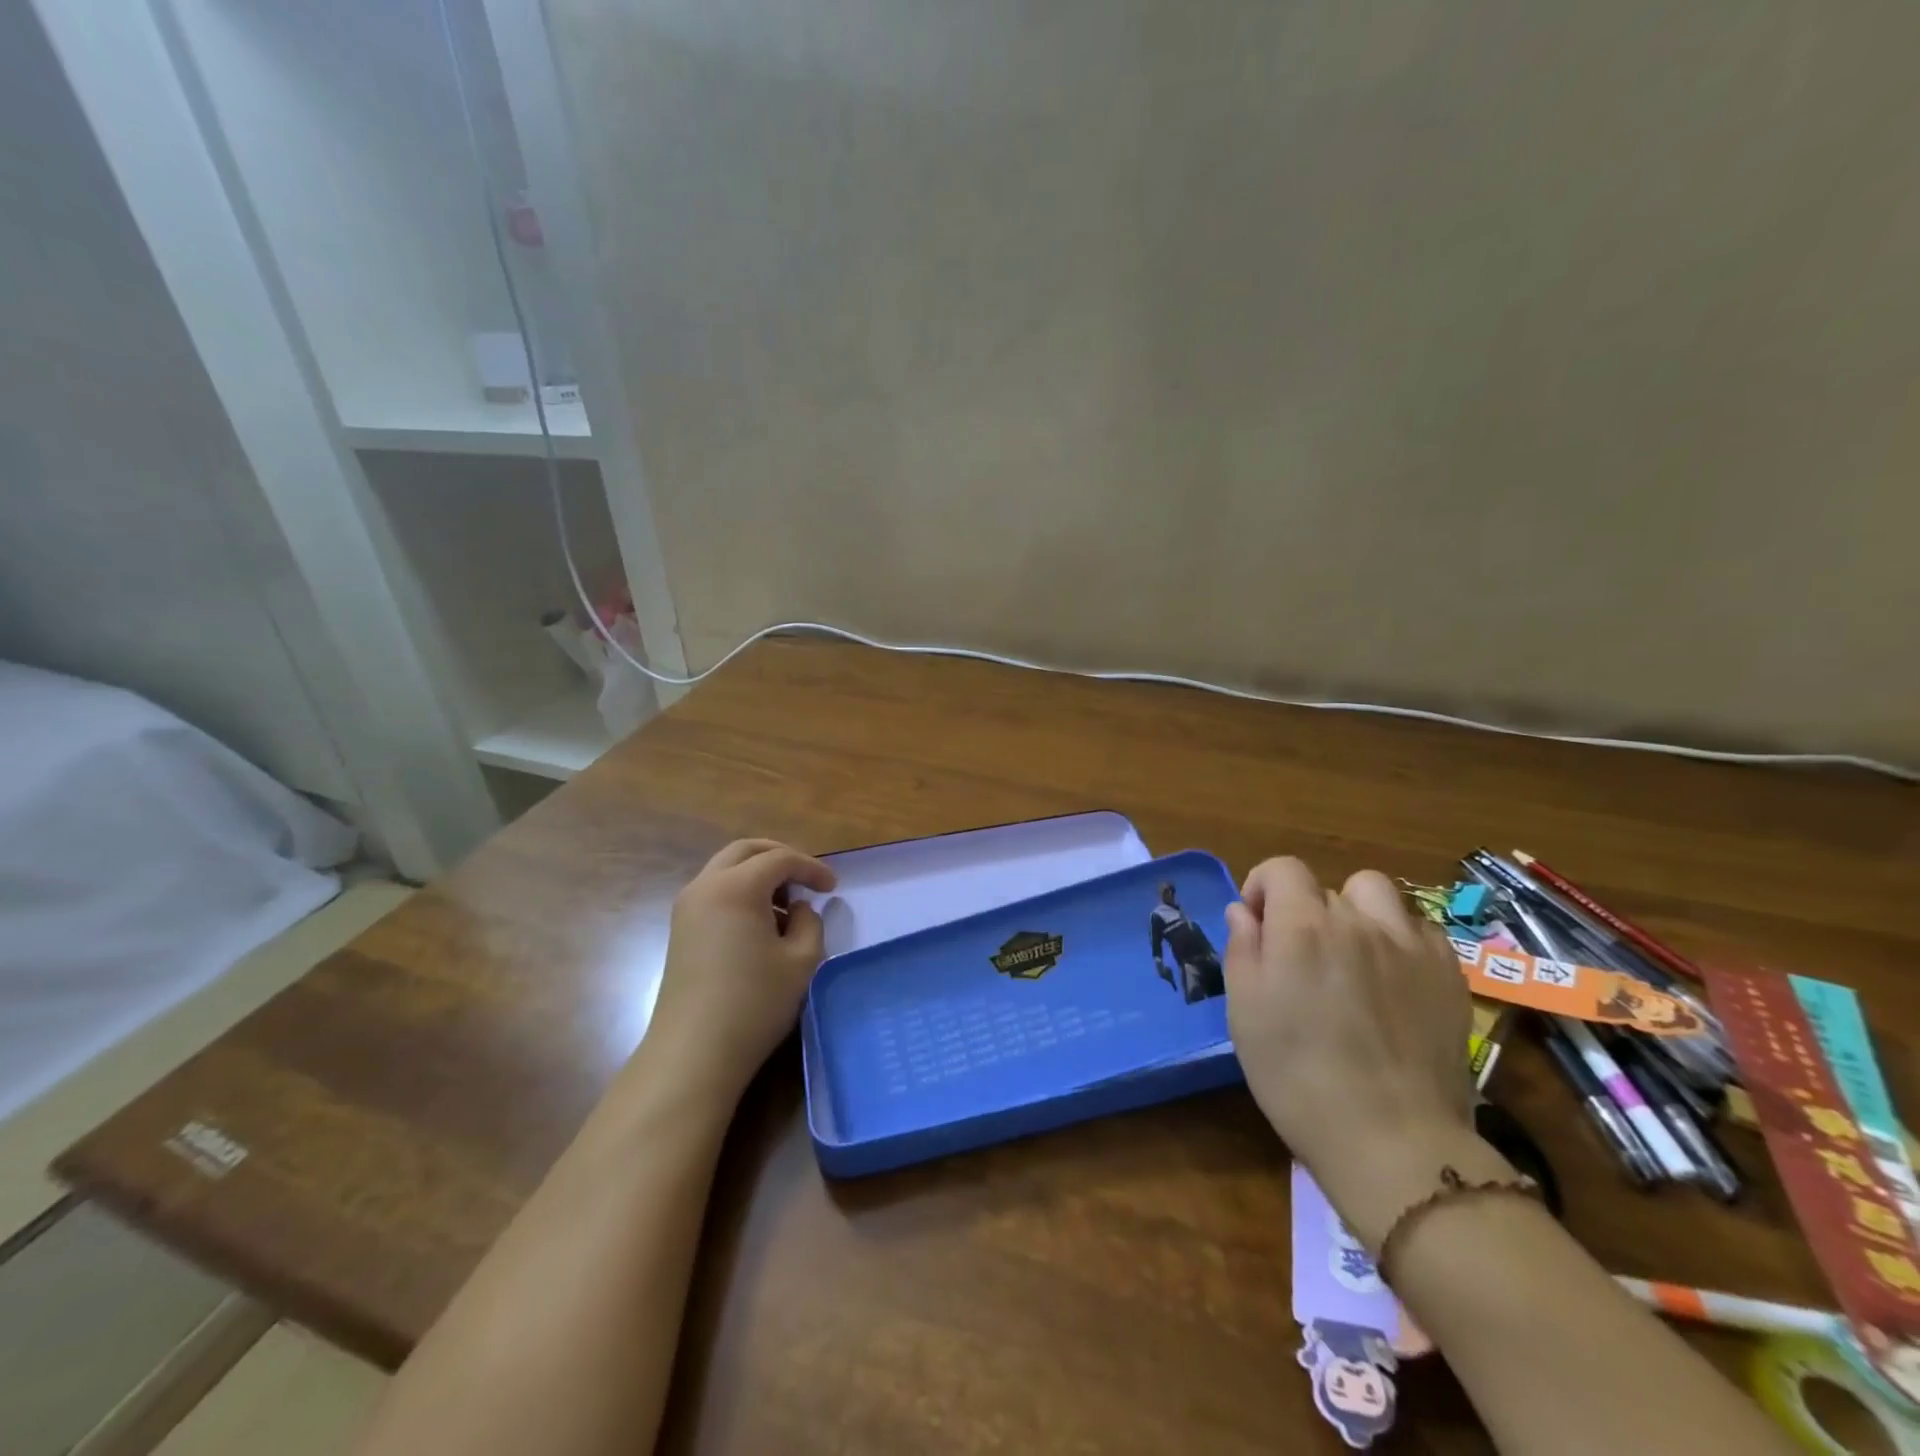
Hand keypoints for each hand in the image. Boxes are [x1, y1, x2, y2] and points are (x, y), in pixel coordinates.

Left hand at [642, 838, 836, 1104]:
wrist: (693, 1053)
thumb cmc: (754, 1003)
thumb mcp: (802, 960)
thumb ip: (809, 922)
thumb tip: (798, 909)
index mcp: (736, 887)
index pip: (780, 859)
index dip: (811, 868)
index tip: (834, 887)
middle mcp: (705, 886)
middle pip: (746, 851)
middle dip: (781, 857)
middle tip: (807, 878)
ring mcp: (687, 908)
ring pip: (727, 869)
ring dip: (759, 874)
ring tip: (787, 904)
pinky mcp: (681, 931)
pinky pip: (715, 891)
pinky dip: (742, 891)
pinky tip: (761, 923)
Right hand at [1225, 858, 1489, 1244]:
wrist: (1390, 1140)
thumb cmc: (1296, 1075)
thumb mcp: (1245, 1010)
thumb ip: (1242, 948)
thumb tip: (1244, 912)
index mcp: (1302, 926)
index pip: (1282, 869)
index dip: (1262, 888)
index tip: (1256, 926)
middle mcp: (1358, 921)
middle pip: (1325, 888)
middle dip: (1304, 911)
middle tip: (1300, 960)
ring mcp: (1410, 945)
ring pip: (1377, 896)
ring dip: (1356, 913)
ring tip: (1351, 956)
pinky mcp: (1449, 975)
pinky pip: (1419, 930)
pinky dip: (1398, 940)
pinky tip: (1392, 979)